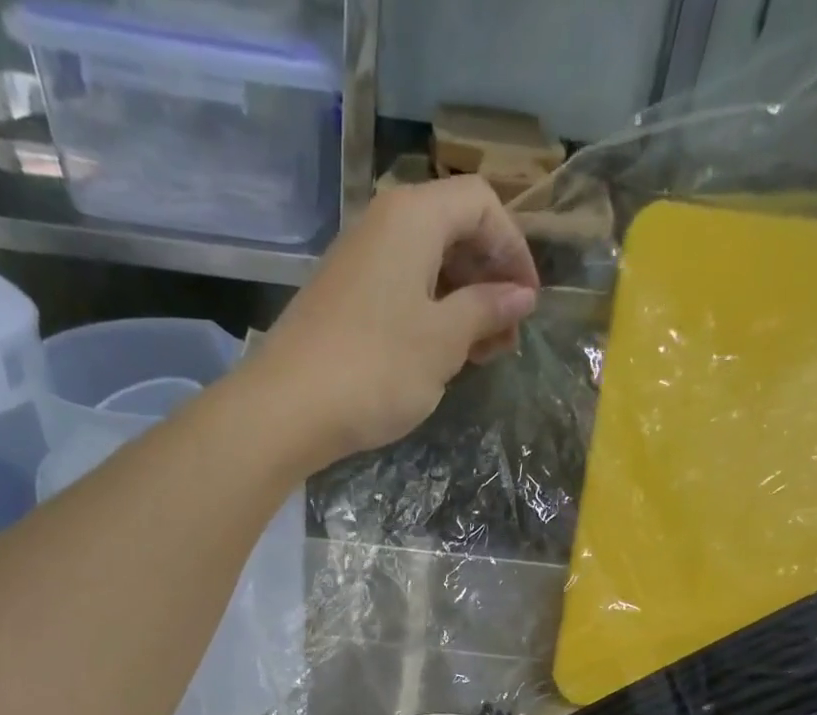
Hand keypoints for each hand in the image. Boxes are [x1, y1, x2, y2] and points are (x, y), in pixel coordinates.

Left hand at [246, 176, 539, 472]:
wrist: (288, 409)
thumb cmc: (377, 369)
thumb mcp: (444, 341)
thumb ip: (486, 310)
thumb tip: (521, 296)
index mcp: (412, 217)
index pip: (481, 203)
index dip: (514, 247)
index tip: (528, 300)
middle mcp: (382, 225)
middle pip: (453, 232)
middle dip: (489, 280)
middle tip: (508, 336)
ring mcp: (358, 263)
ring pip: (427, 267)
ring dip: (463, 304)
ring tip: (482, 354)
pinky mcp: (343, 300)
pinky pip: (400, 292)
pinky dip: (430, 316)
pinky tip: (441, 357)